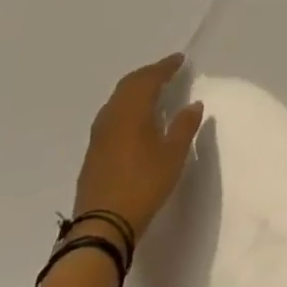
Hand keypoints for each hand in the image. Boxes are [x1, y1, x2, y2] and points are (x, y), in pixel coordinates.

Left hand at [72, 54, 203, 240]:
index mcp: (132, 111)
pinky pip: (111, 115)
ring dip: (135, 89)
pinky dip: (126, 106)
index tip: (180, 60)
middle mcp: (112, 116)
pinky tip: (135, 118)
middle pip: (129, 84)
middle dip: (149, 74)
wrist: (102, 226)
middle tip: (167, 71)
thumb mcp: (173, 155)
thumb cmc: (143, 184)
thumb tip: (193, 104)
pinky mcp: (93, 151)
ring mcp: (99, 134)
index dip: (165, 67)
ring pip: (117, 99)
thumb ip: (184, 126)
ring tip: (153, 90)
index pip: (149, 79)